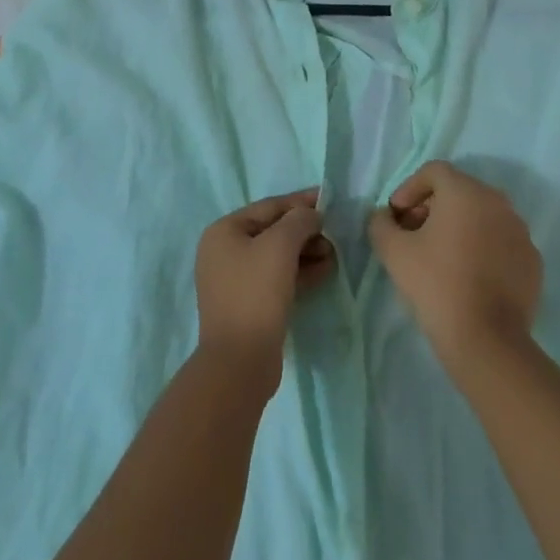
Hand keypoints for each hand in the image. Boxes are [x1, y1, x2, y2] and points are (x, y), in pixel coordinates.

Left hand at [194, 190, 334, 389]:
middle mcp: (225, 251)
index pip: (269, 206)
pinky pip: (278, 278)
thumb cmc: (256, 293)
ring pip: (278, 256)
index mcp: (224, 231)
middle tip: (335, 234)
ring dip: (306, 252)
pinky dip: (300, 273)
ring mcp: (235, 280)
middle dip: (306, 231)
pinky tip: (324, 272)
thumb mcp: (280, 245)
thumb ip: (299, 220)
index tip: (330, 199)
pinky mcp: (249, 304)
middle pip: (273, 231)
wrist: (240, 361)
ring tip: (334, 255)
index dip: (301, 202)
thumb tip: (312, 215)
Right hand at [369, 161, 541, 376]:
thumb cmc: (436, 285)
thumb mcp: (394, 252)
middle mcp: (498, 202)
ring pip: (482, 216)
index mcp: (466, 192)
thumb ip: (381, 224)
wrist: (487, 340)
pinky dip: (482, 248)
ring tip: (440, 256)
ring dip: (459, 227)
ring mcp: (520, 231)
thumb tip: (384, 217)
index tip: (396, 215)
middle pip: (459, 192)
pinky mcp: (532, 261)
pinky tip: (468, 276)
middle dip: (432, 207)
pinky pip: (501, 242)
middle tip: (413, 234)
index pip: (434, 172)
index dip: (410, 188)